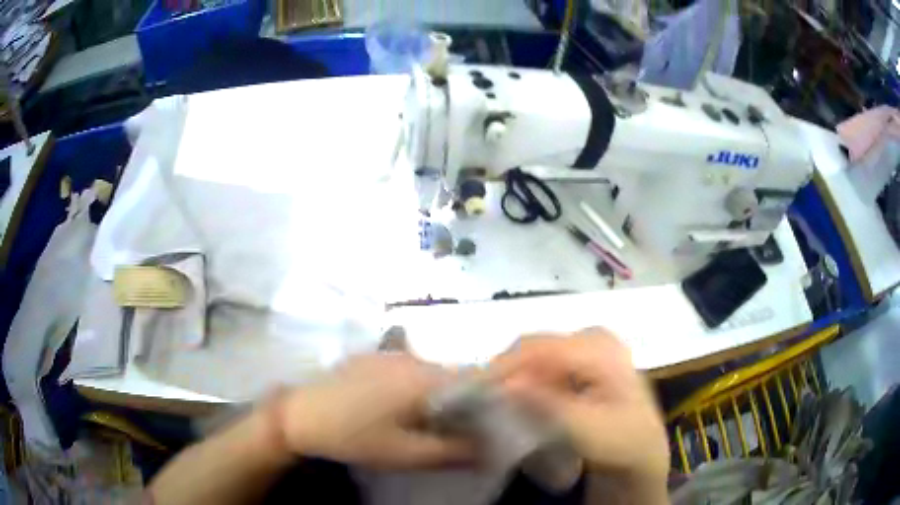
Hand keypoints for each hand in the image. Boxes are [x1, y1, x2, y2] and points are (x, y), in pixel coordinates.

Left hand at [274, 354, 473, 468]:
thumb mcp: (406, 454)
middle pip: (454, 377)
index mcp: (424, 378)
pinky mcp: (372, 357)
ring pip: (431, 374)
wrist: (298, 415)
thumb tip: (492, 448)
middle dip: (462, 403)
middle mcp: (413, 358)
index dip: (489, 402)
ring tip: (425, 424)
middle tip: (456, 432)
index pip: (476, 381)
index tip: (489, 426)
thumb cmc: (353, 437)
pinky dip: (415, 389)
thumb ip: (453, 451)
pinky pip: (408, 371)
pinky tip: (397, 410)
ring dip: (437, 397)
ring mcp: (389, 354)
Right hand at [492, 329, 668, 495]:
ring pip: (534, 355)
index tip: (476, 393)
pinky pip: (541, 364)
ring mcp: (586, 347)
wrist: (641, 448)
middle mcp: (592, 338)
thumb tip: (506, 385)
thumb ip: (549, 407)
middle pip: (534, 347)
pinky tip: (517, 402)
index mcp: (601, 348)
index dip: (505, 368)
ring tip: (495, 405)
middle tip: (482, 402)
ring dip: (512, 378)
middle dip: (505, 372)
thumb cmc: (621, 441)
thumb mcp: (589, 431)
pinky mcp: (580, 361)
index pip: (541, 349)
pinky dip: (525, 382)